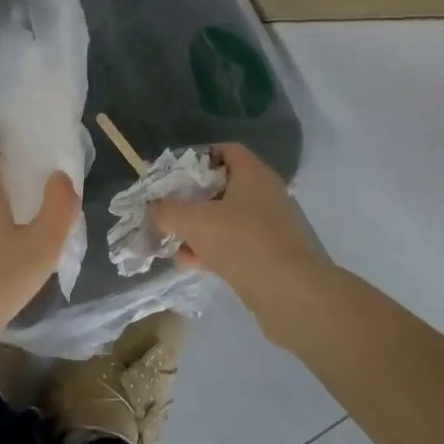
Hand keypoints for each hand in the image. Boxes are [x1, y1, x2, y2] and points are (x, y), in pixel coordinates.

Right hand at [152, 144, 328, 343]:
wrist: (288, 293)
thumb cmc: (241, 241)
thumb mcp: (194, 221)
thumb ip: (167, 211)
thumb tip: (154, 208)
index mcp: (252, 174)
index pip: (226, 151)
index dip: (198, 157)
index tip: (173, 174)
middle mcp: (264, 194)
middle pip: (221, 186)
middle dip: (191, 199)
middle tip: (168, 209)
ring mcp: (267, 226)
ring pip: (225, 218)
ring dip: (198, 228)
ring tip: (173, 241)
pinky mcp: (267, 254)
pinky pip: (233, 243)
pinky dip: (211, 249)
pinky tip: (189, 262)